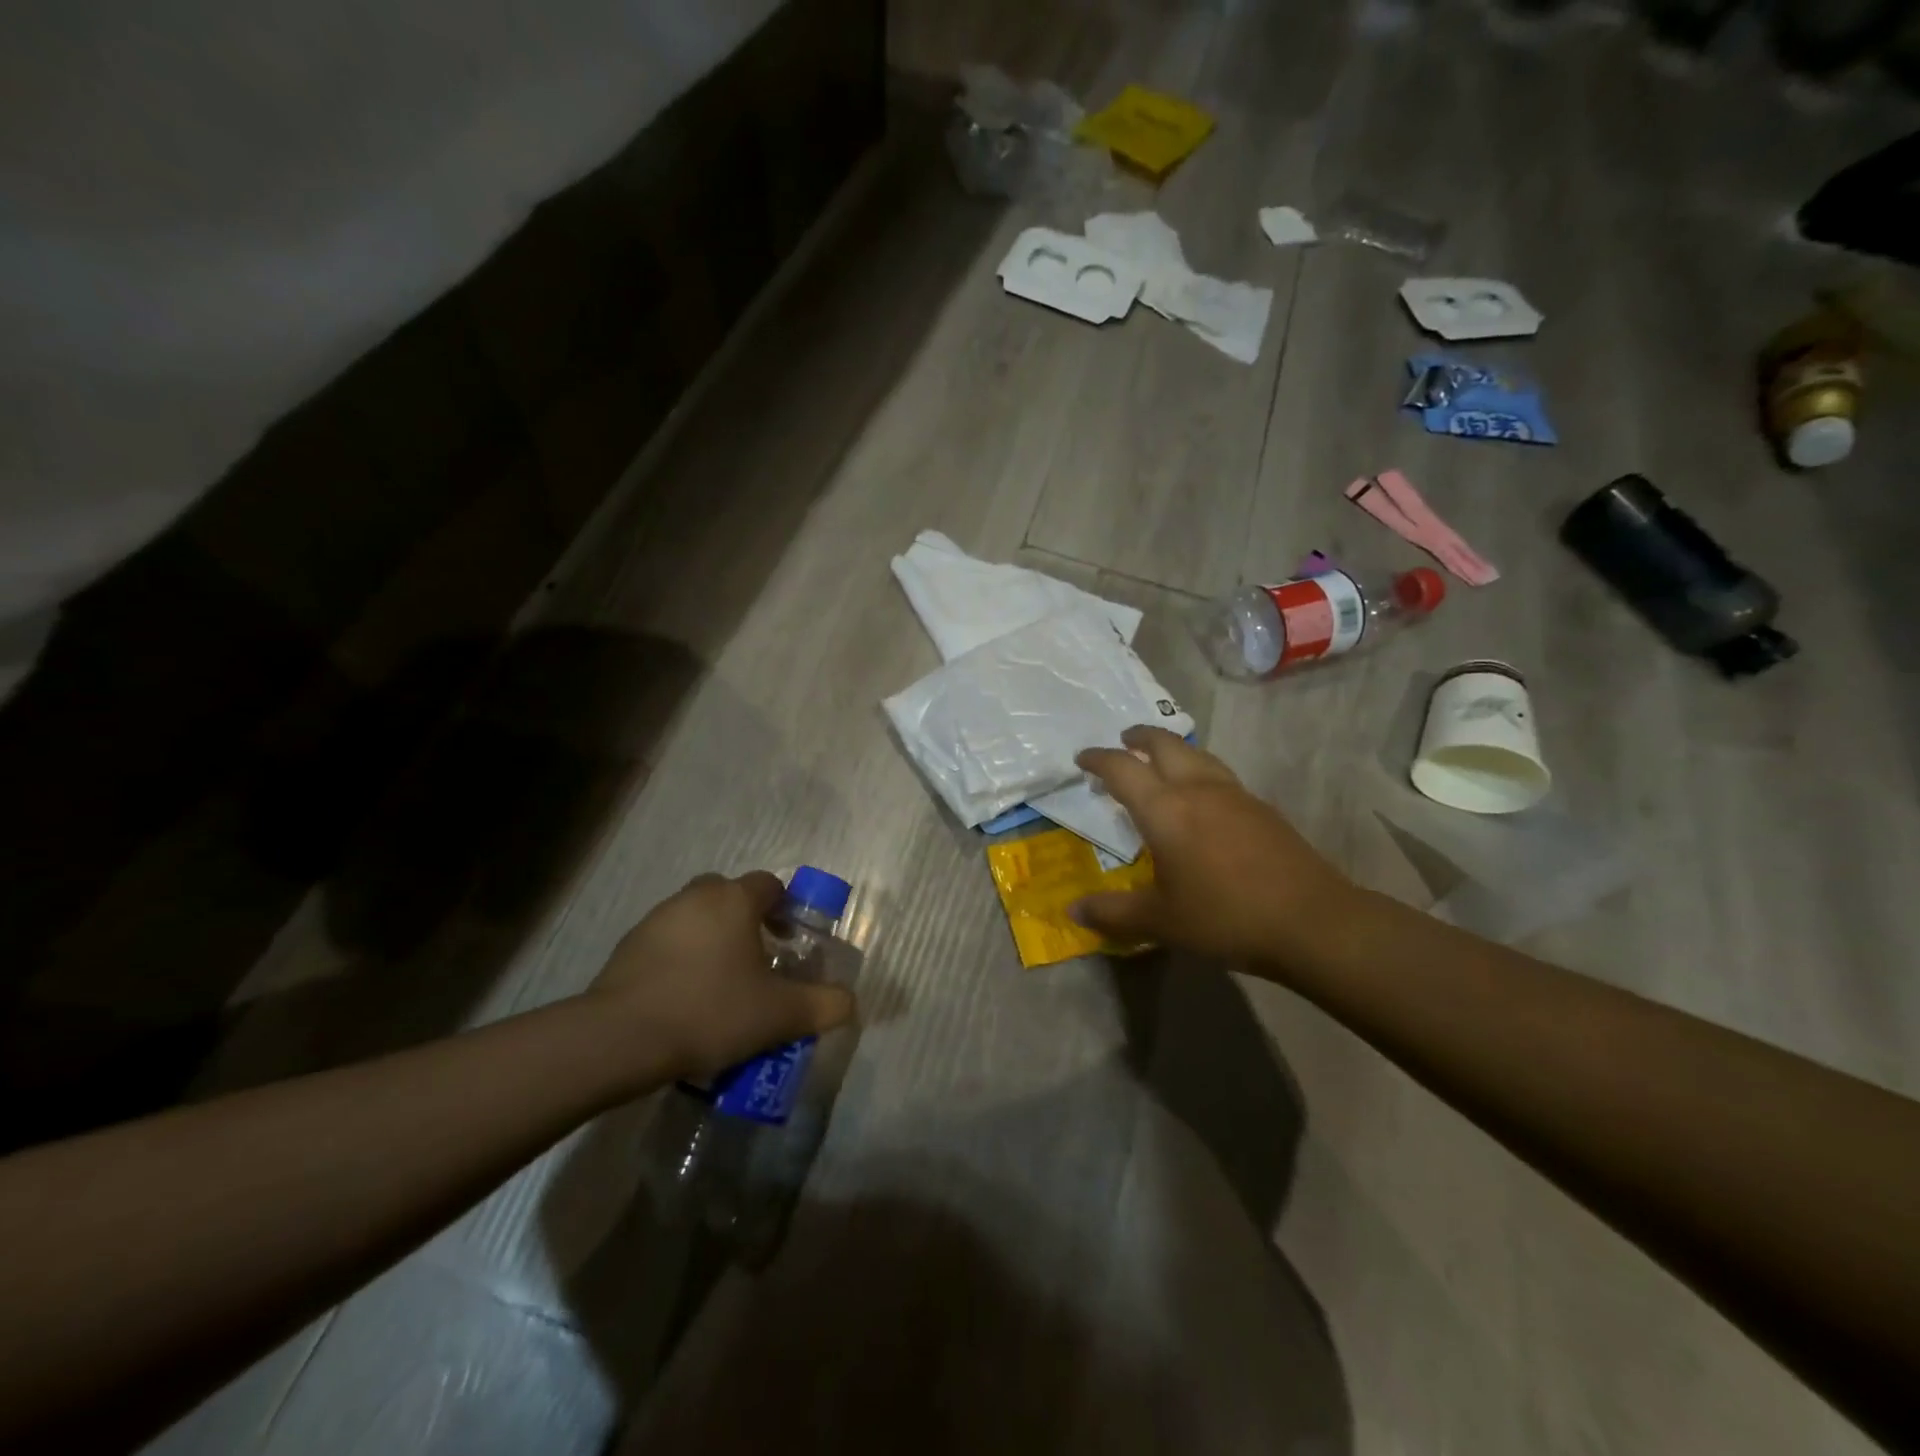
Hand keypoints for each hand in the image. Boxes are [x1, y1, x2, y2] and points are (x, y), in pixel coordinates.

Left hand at [588, 872, 854, 1080]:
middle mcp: (695, 897)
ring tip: (721, 985)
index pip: (769, 884)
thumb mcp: (781, 1015)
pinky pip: (667, 943)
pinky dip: (680, 960)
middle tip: (757, 960)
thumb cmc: (710, 1011)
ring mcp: (656, 920)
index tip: (791, 942)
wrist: (620, 1039)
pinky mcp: (627, 947)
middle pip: (729, 895)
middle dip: (747, 920)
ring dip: (712, 940)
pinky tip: (684, 1000)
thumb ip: (824, 1005)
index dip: (786, 908)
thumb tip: (850, 1002)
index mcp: (734, 900)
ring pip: (696, 918)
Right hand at [1071, 726, 1360, 968]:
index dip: (1098, 759)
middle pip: (1165, 744)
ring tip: (1161, 760)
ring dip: (1172, 749)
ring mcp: (1235, 795)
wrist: (1311, 922)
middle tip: (1123, 741)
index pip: (1123, 769)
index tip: (1082, 758)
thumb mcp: (1160, 921)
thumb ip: (1113, 913)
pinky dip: (1198, 769)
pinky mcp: (1261, 808)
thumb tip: (1072, 910)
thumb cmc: (1225, 917)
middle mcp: (1198, 790)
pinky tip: (1202, 797)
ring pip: (1197, 754)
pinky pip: (1219, 773)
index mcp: (1165, 810)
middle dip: (1139, 738)